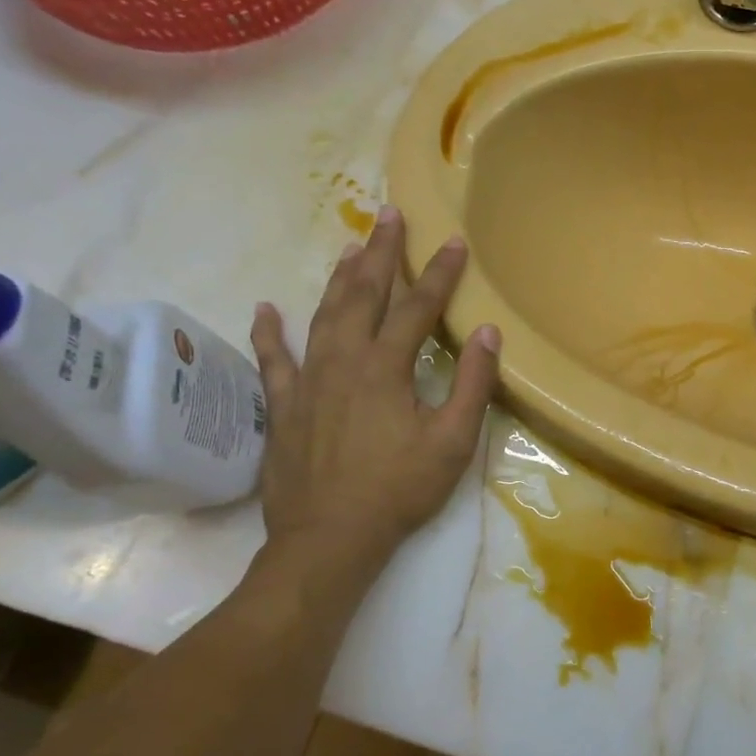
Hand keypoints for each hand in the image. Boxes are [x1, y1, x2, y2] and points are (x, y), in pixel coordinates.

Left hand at [249, 206, 499, 567]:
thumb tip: (489, 333)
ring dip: (339, 280)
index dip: (439, 273)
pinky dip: (270, 333)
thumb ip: (472, 384)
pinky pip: (273, 360)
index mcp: (385, 368)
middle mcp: (343, 362)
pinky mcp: (284, 407)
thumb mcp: (453, 442)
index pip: (417, 308)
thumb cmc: (398, 490)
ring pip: (323, 316)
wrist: (328, 539)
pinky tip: (267, 309)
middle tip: (388, 216)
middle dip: (380, 253)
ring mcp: (307, 382)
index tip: (453, 242)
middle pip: (363, 295)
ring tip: (349, 248)